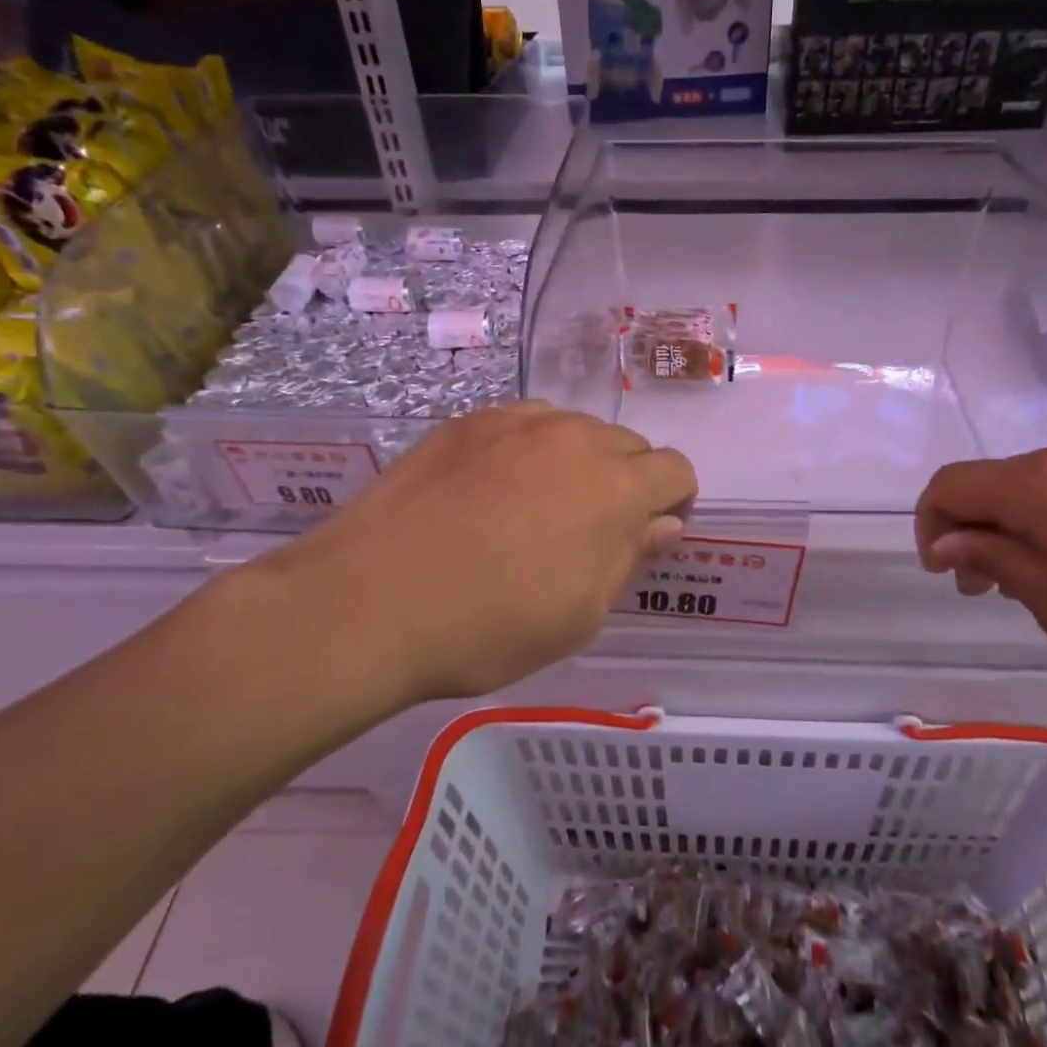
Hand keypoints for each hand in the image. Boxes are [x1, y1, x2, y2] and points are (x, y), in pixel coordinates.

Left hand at [238, 404, 696, 709]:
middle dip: (627, 481)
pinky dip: (527, 451)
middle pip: (628, 445)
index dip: (675, 501)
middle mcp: (574, 437)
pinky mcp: (466, 423)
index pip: (675, 470)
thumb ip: (629, 557)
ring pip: (573, 430)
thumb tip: (663, 524)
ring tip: (538, 506)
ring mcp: (515, 422)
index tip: (651, 532)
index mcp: (615, 485)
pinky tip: (491, 490)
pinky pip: (521, 426)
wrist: (372, 600)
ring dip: (576, 462)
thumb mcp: (580, 613)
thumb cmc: (491, 624)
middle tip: (592, 528)